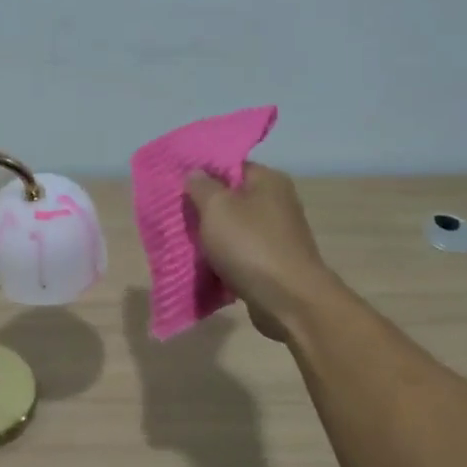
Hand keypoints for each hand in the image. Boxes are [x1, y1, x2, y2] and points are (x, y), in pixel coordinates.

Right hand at [184, 164, 334, 341]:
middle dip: (204, 210)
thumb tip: (196, 173)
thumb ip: (201, 186)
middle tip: (178, 219)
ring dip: (212, 239)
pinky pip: (241, 255)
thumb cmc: (250, 245)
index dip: (203, 175)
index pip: (230, 166)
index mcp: (268, 180)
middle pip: (232, 199)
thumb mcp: (216, 207)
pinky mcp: (274, 263)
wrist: (288, 300)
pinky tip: (206, 268)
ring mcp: (278, 235)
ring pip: (235, 230)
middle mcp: (278, 202)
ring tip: (186, 246)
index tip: (177, 188)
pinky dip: (225, 261)